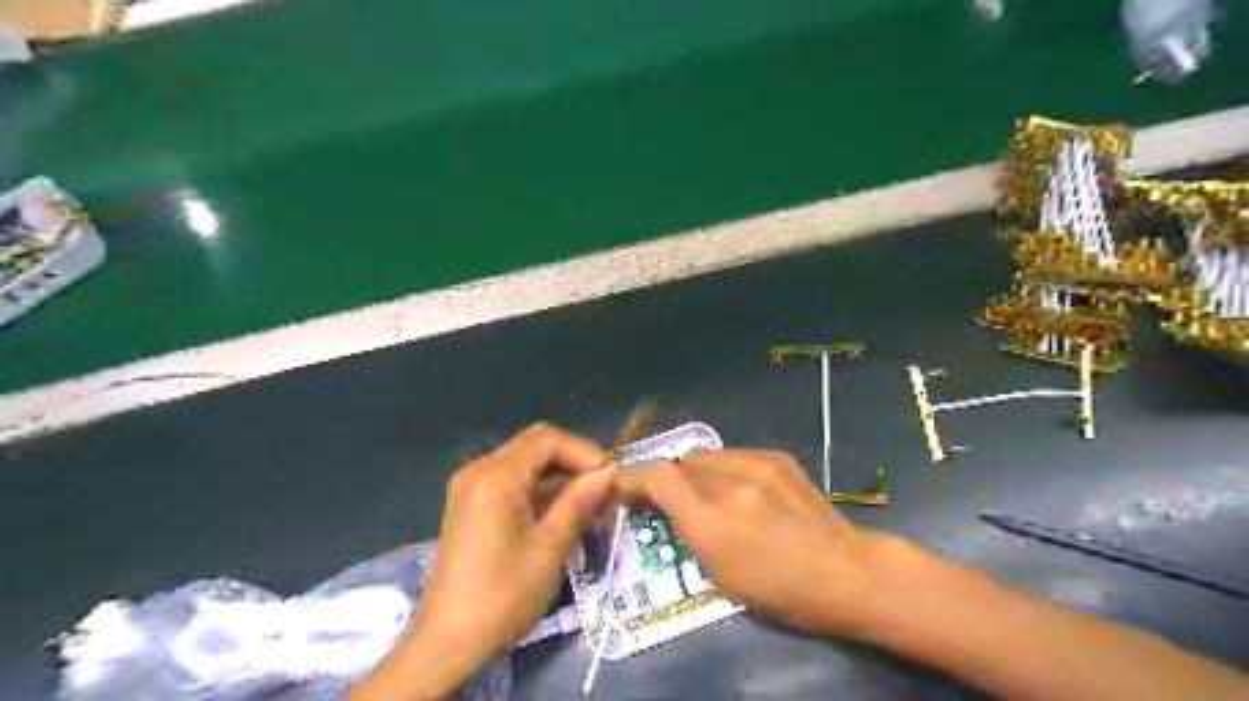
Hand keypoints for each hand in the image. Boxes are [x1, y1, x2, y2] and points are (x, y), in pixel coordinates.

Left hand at [349, 424, 612, 696]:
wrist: (447, 643)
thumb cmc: (502, 596)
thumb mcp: (549, 548)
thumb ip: (579, 502)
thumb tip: (611, 472)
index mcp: (495, 477)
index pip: (547, 439)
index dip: (584, 452)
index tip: (610, 477)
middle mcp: (478, 470)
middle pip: (534, 445)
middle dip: (573, 460)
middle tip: (603, 487)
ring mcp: (470, 486)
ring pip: (524, 462)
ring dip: (558, 475)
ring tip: (591, 501)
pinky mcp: (470, 504)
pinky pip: (510, 480)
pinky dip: (539, 488)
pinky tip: (563, 510)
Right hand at [616, 453, 902, 638]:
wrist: (845, 571)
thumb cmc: (780, 591)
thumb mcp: (719, 575)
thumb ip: (688, 531)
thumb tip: (669, 505)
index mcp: (712, 521)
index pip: (658, 477)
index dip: (633, 476)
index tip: (622, 484)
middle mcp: (730, 484)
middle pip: (679, 462)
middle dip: (667, 477)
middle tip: (668, 497)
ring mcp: (757, 465)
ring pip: (705, 455)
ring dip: (695, 472)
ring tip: (706, 494)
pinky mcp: (776, 458)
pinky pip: (733, 455)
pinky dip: (723, 468)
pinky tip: (738, 489)